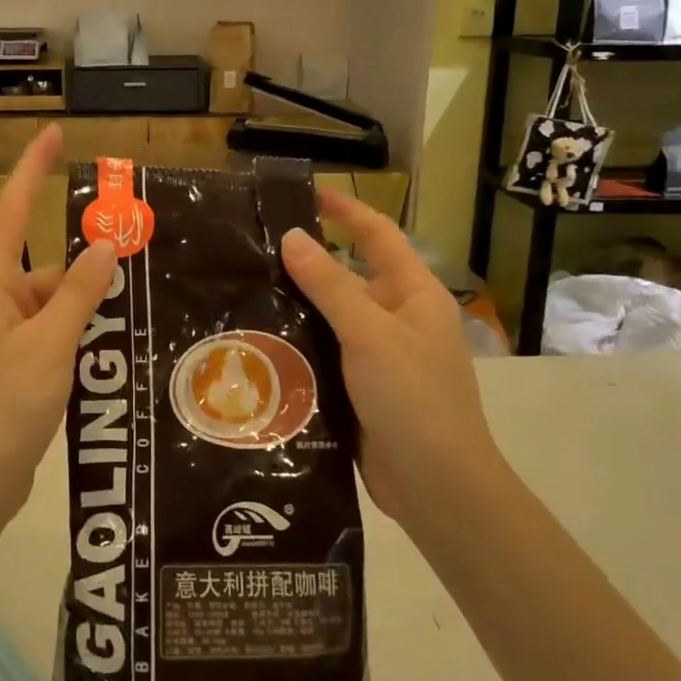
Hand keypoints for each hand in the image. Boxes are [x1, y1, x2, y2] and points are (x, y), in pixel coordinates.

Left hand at [0, 125, 117, 526]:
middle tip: (142, 251)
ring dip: (92, 305)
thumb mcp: (48, 346)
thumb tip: (104, 244)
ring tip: (144, 304)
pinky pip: (56, 334)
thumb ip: (78, 293)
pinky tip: (121, 343)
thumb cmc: (1, 409)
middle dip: (88, 262)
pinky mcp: (17, 367)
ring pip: (57, 303)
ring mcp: (5, 337)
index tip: (53, 134)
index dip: (31, 170)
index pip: (10, 212)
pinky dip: (84, 334)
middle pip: (47, 265)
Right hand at [280, 191, 499, 525]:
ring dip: (297, 306)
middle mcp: (397, 318)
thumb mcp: (369, 333)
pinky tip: (259, 341)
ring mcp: (379, 356)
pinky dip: (298, 344)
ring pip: (331, 318)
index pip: (377, 235)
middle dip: (306, 262)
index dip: (345, 210)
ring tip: (243, 291)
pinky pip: (325, 353)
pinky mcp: (361, 388)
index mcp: (413, 294)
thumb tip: (293, 236)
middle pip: (348, 276)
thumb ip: (329, 285)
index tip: (303, 194)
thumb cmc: (412, 397)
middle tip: (253, 249)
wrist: (437, 486)